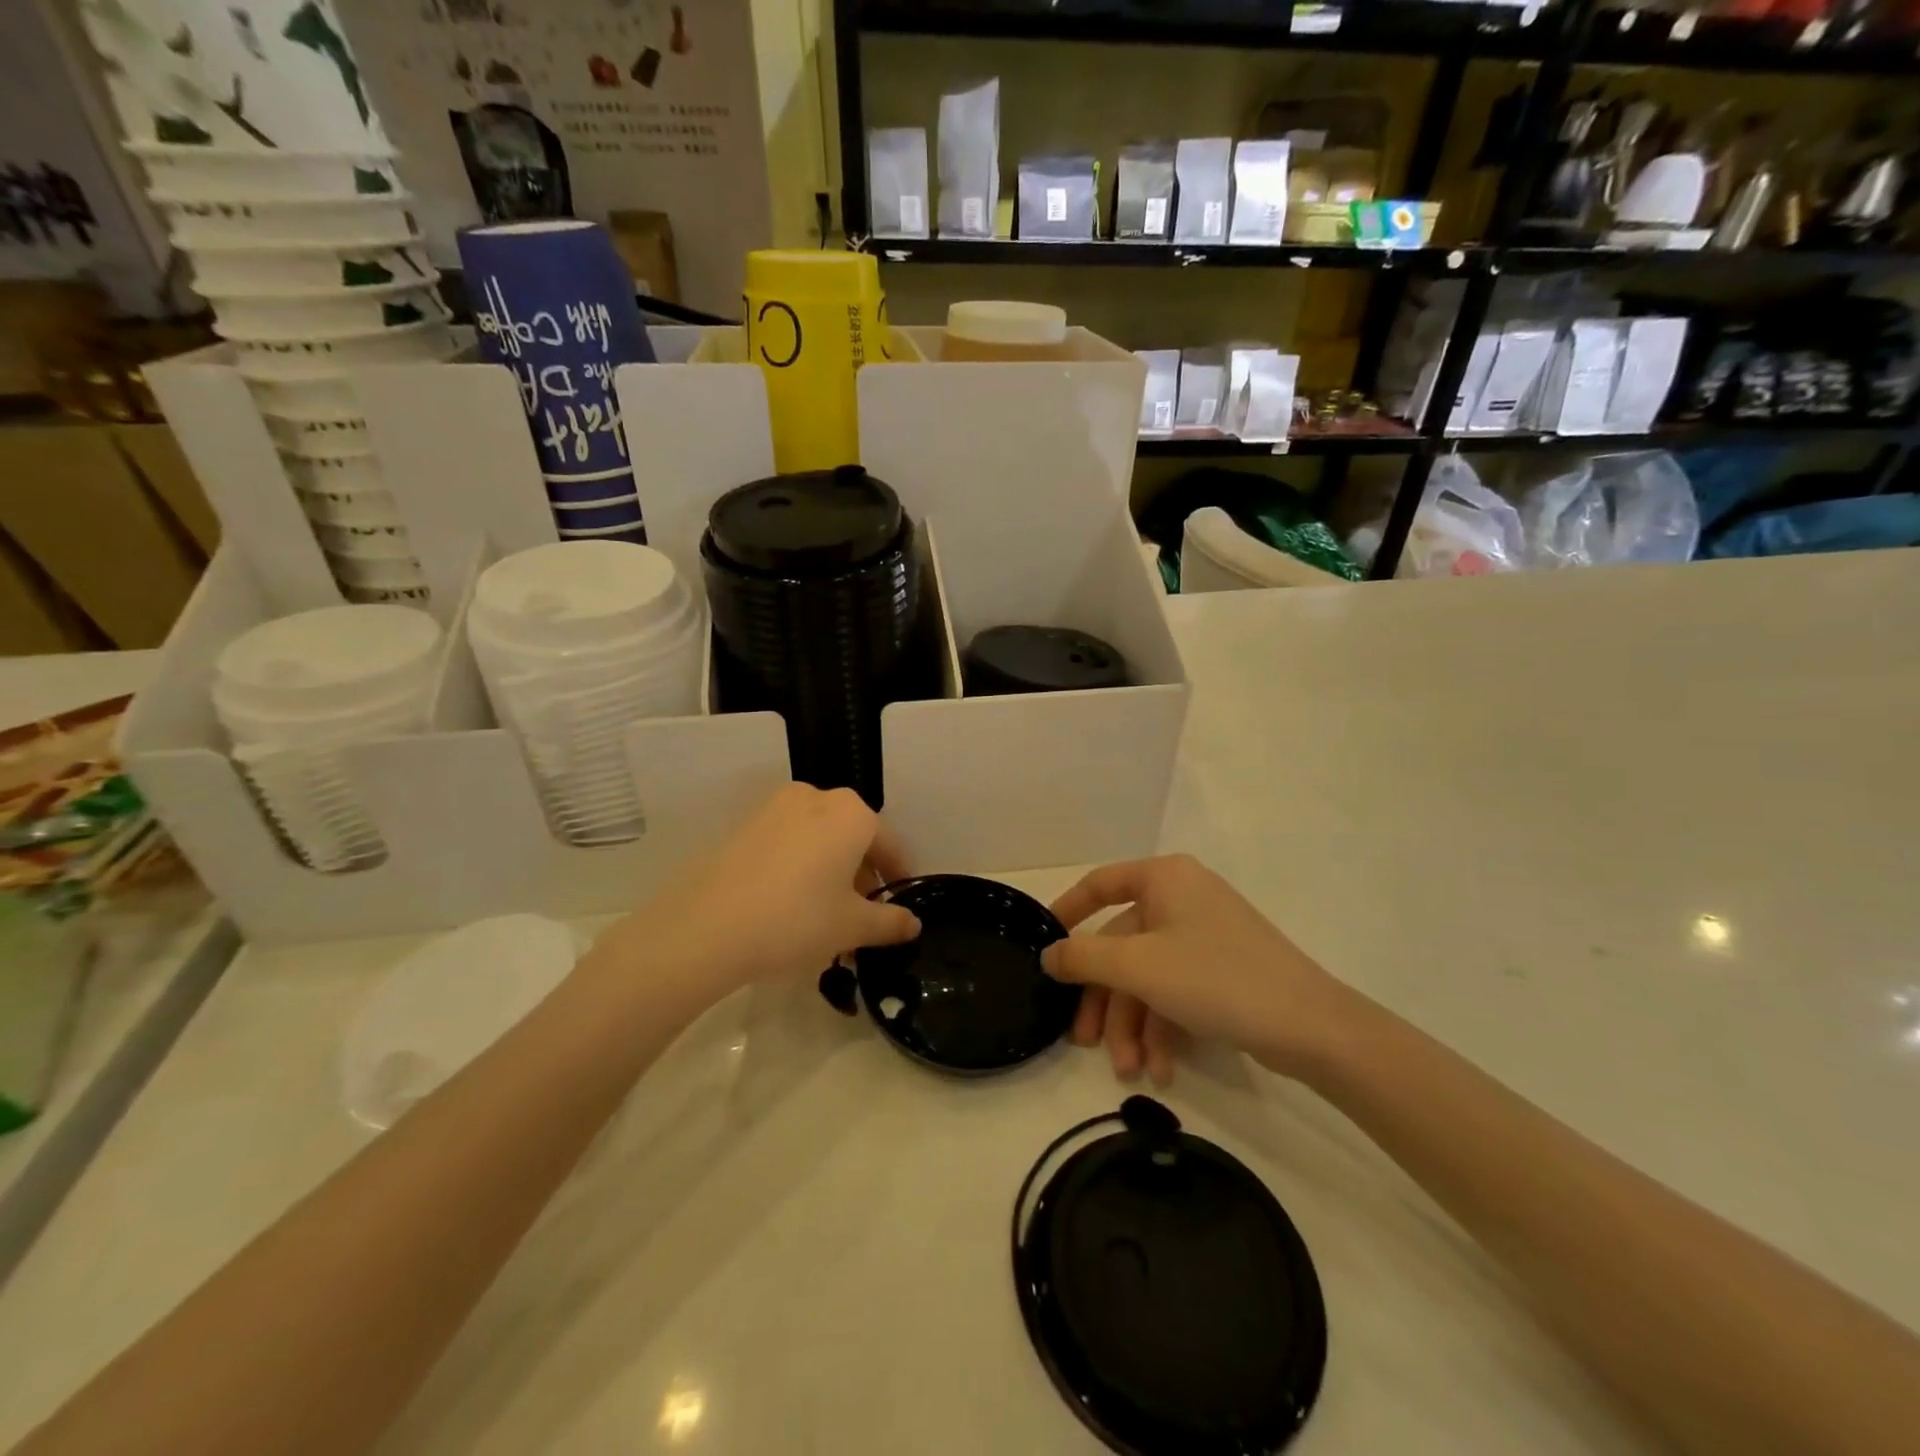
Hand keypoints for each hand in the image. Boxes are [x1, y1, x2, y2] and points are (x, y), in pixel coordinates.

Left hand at [590, 785, 919, 1005]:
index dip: (897, 875)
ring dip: (830, 870)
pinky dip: (800, 866)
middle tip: (862, 914)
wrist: (707, 927)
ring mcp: (775, 808)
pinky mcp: (744, 825)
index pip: (888, 844)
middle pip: (852, 836)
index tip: (900, 903)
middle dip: (862, 874)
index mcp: (851, 813)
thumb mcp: (851, 926)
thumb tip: (914, 922)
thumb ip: (889, 921)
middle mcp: (816, 798)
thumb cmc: (797, 919)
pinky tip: (791, 902)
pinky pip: (788, 842)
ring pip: (819, 838)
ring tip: (826, 913)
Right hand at [1043, 854, 1353, 1085]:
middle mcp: (1183, 897)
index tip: (1045, 946)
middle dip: (1106, 1000)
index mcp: (1164, 878)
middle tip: (1083, 1042)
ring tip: (1132, 1071)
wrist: (1311, 1026)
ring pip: (1148, 974)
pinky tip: (1161, 1069)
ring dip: (1134, 1024)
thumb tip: (1048, 954)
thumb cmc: (1215, 978)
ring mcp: (1205, 934)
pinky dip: (1164, 1027)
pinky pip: (1176, 989)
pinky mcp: (1222, 969)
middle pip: (1122, 944)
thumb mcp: (1138, 967)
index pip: (1100, 884)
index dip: (1068, 911)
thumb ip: (1084, 957)